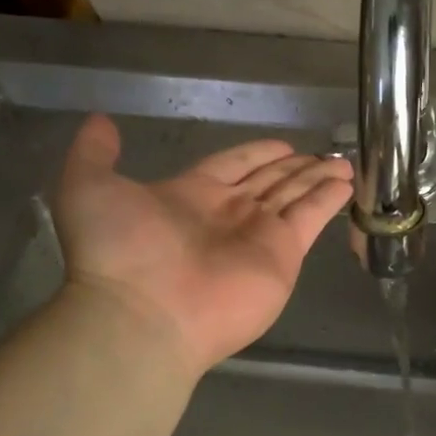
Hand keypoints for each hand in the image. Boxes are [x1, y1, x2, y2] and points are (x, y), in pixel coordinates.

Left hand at [54, 114, 352, 377]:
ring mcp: (258, 236)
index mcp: (190, 195)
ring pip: (295, 196)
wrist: (143, 314)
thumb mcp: (89, 188)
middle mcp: (229, 214)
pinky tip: (346, 184)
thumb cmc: (118, 250)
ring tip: (343, 164)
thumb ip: (95, 153)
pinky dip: (329, 201)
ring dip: (318, 179)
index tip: (281, 144)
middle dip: (296, 167)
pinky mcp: (283, 256)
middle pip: (271, 182)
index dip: (257, 154)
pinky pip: (310, 218)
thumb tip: (100, 121)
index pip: (233, 165)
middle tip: (322, 154)